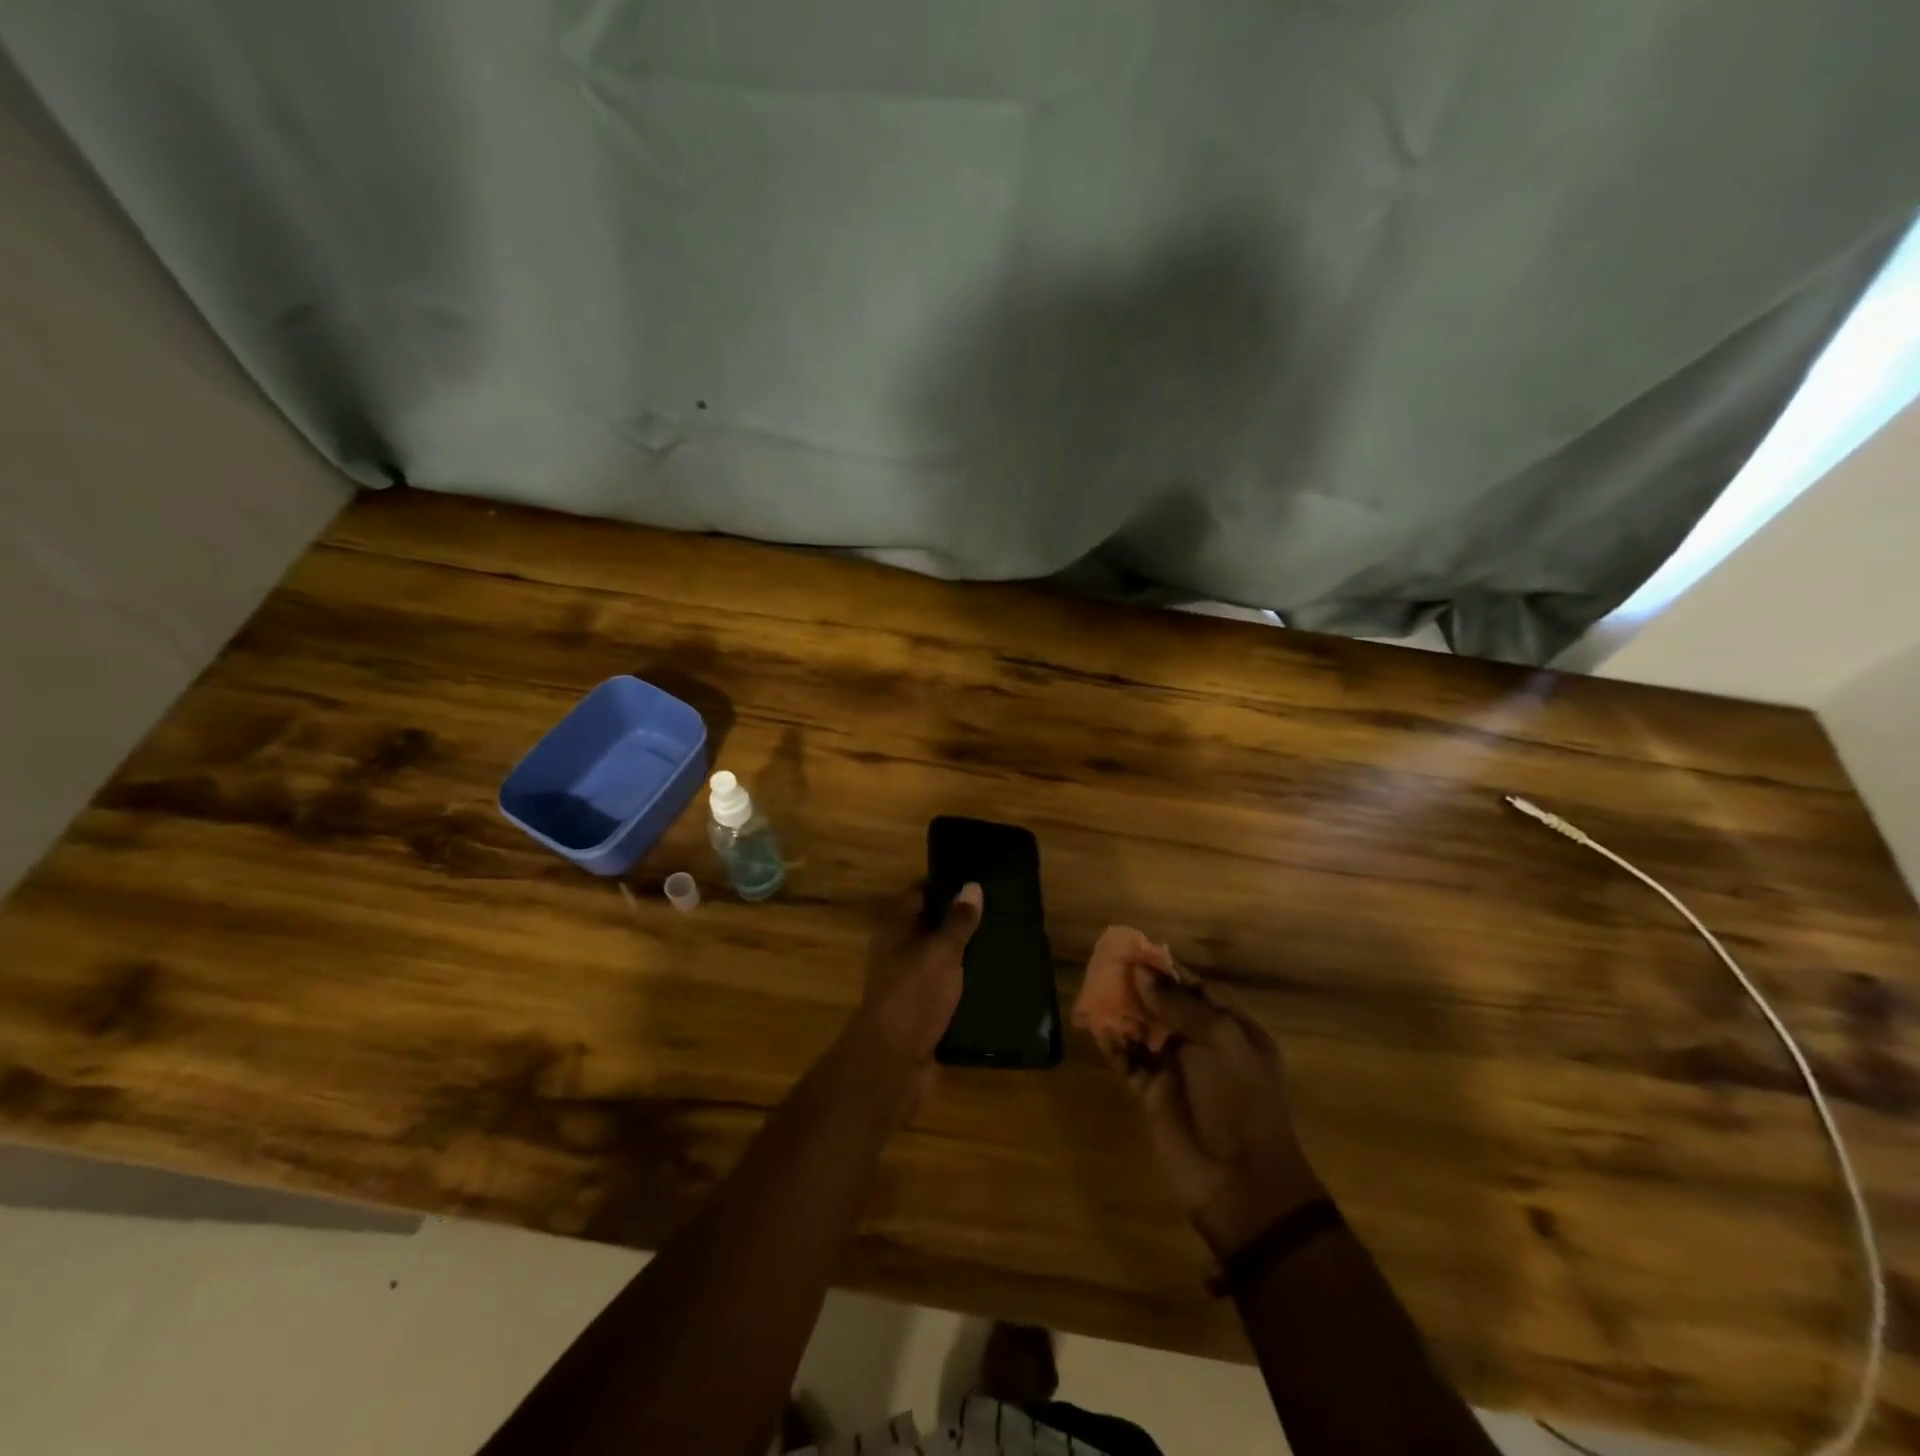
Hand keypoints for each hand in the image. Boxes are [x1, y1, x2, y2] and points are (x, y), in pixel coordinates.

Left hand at [853, 882, 983, 1083]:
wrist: (893, 1062)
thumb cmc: (913, 995)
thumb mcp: (941, 952)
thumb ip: (958, 921)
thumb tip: (973, 886)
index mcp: (895, 928)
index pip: (919, 893)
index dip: (946, 884)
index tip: (978, 880)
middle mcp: (898, 950)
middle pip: (931, 925)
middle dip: (960, 919)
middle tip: (1000, 910)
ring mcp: (909, 981)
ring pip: (940, 958)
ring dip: (966, 953)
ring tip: (1004, 941)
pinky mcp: (922, 1009)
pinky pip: (947, 987)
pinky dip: (965, 982)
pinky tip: (994, 979)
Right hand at [1123, 972, 1321, 1258]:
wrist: (1239, 1183)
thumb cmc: (1239, 1100)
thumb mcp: (1218, 1041)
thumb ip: (1178, 1004)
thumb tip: (1142, 973)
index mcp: (1235, 1032)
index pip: (1201, 991)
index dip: (1170, 972)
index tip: (1138, 953)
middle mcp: (1207, 1048)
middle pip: (1169, 1008)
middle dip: (1142, 989)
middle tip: (1109, 967)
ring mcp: (1179, 1072)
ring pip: (1146, 1032)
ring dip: (1124, 1013)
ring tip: (1096, 990)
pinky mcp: (1154, 1095)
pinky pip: (1130, 1062)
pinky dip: (1115, 1046)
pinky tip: (1097, 1029)